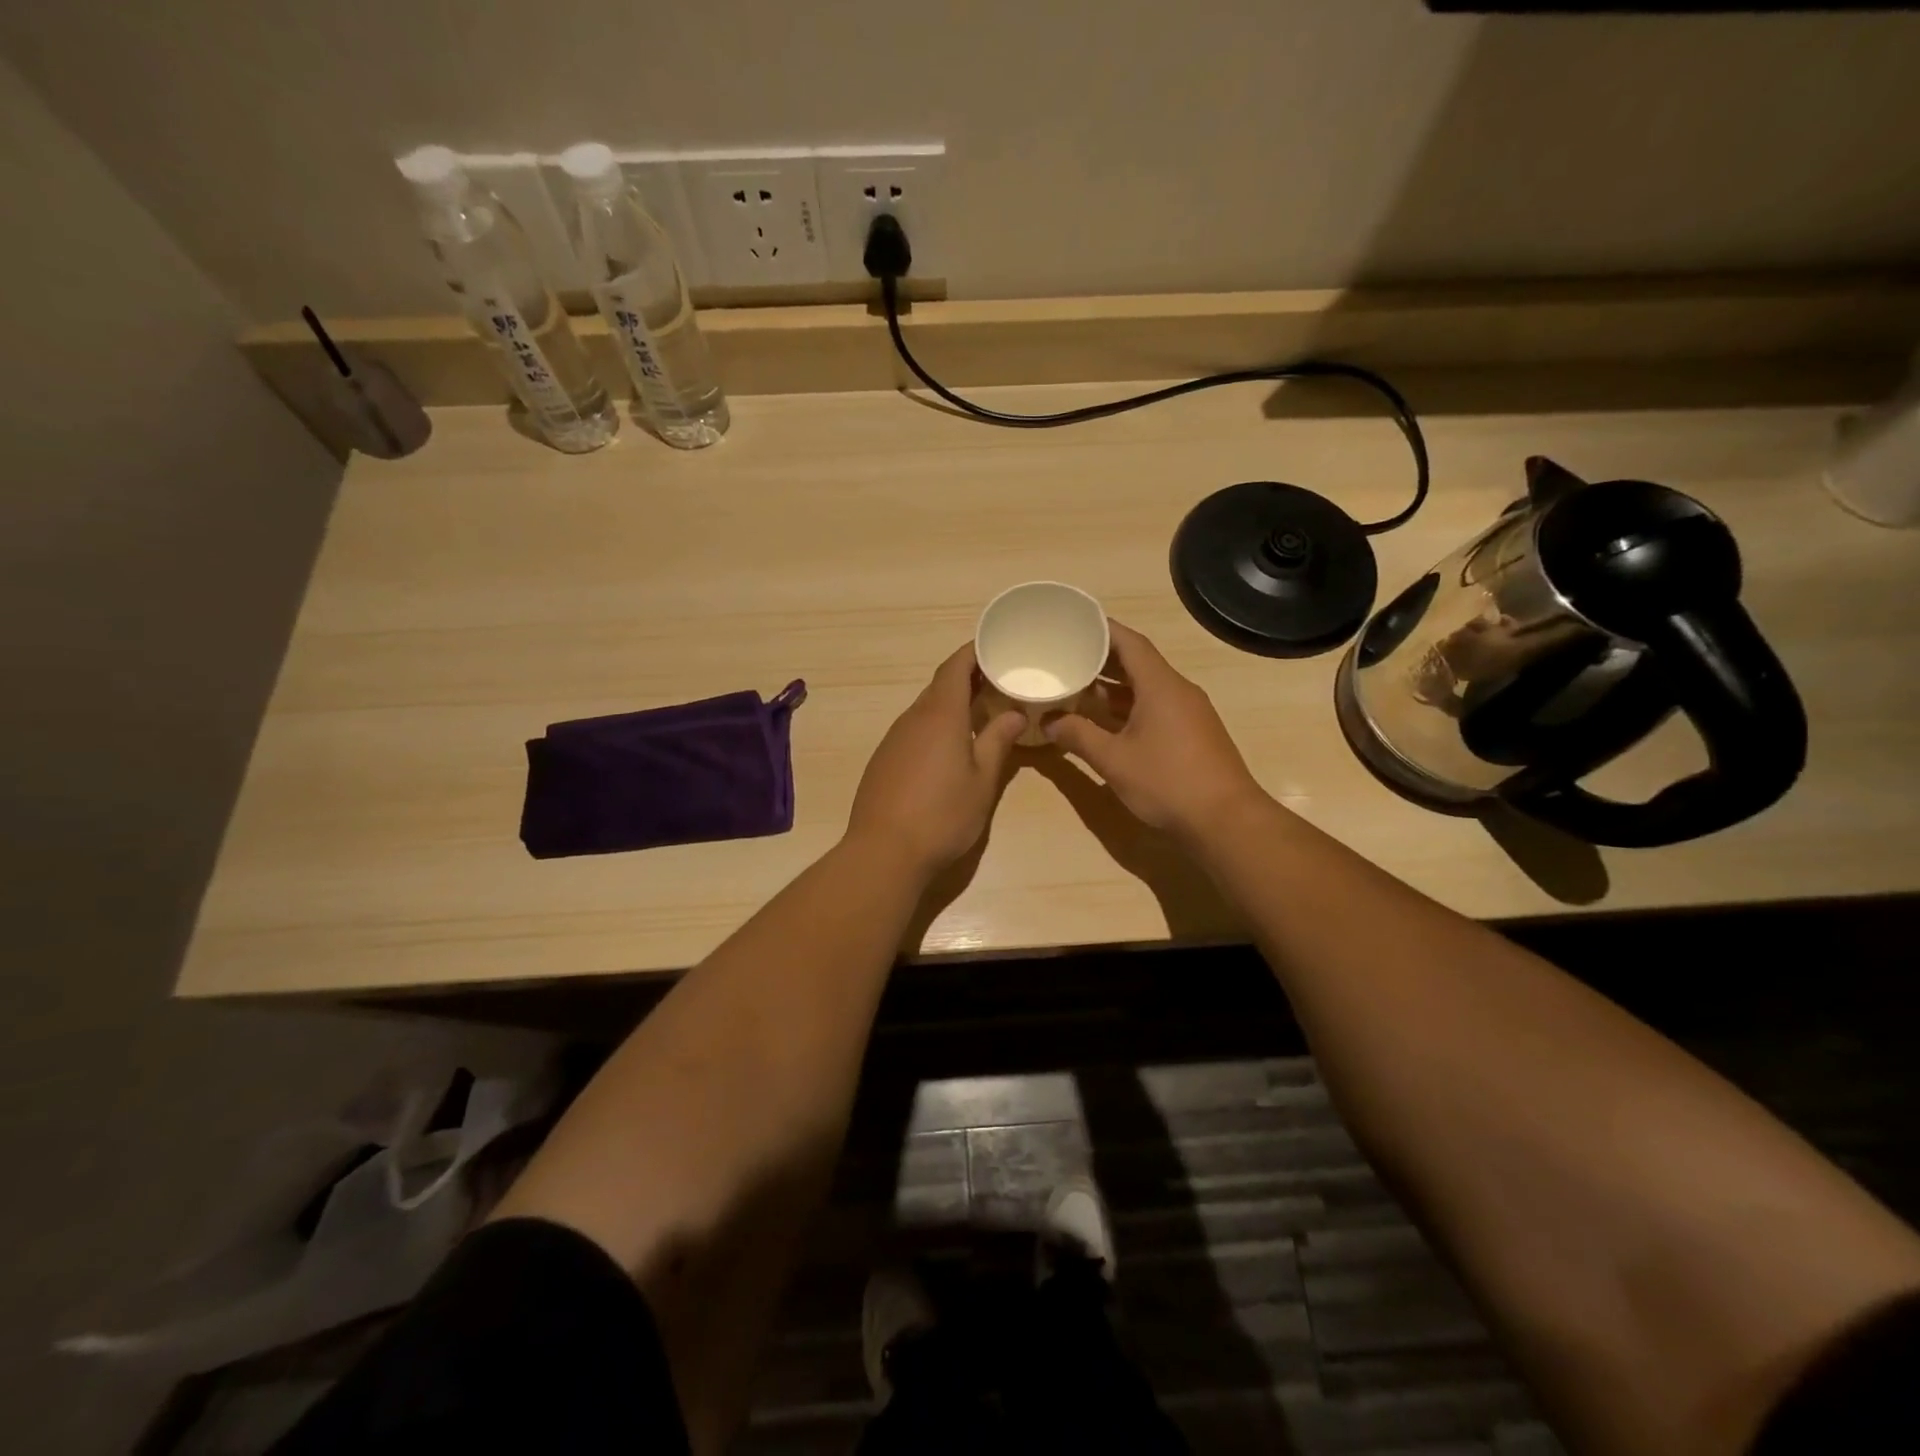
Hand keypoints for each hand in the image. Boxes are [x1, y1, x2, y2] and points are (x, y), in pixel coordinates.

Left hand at [846, 645, 1026, 875]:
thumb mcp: (982, 780)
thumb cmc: (943, 815)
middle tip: (997, 683)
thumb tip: (1015, 713)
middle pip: (940, 686)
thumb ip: (998, 741)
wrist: (883, 852)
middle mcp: (913, 718)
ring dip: (950, 705)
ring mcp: (893, 739)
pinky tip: (948, 748)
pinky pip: (913, 730)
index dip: (973, 653)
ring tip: (979, 713)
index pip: (955, 667)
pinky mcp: (883, 760)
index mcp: (940, 715)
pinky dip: (934, 726)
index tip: (994, 647)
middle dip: (967, 679)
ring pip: (925, 709)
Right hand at [1045, 620, 1266, 839]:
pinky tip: (1105, 721)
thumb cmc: (1167, 782)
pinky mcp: (1192, 734)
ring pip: (1146, 688)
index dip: (1102, 629)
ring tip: (1077, 687)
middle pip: (1138, 663)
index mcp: (1160, 685)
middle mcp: (1177, 691)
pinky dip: (1128, 707)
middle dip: (1102, 659)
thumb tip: (1049, 721)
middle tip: (1067, 655)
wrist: (1225, 821)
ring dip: (1114, 687)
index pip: (1130, 642)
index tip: (1074, 623)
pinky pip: (1156, 707)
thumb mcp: (1113, 760)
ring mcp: (1188, 713)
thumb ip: (1078, 736)